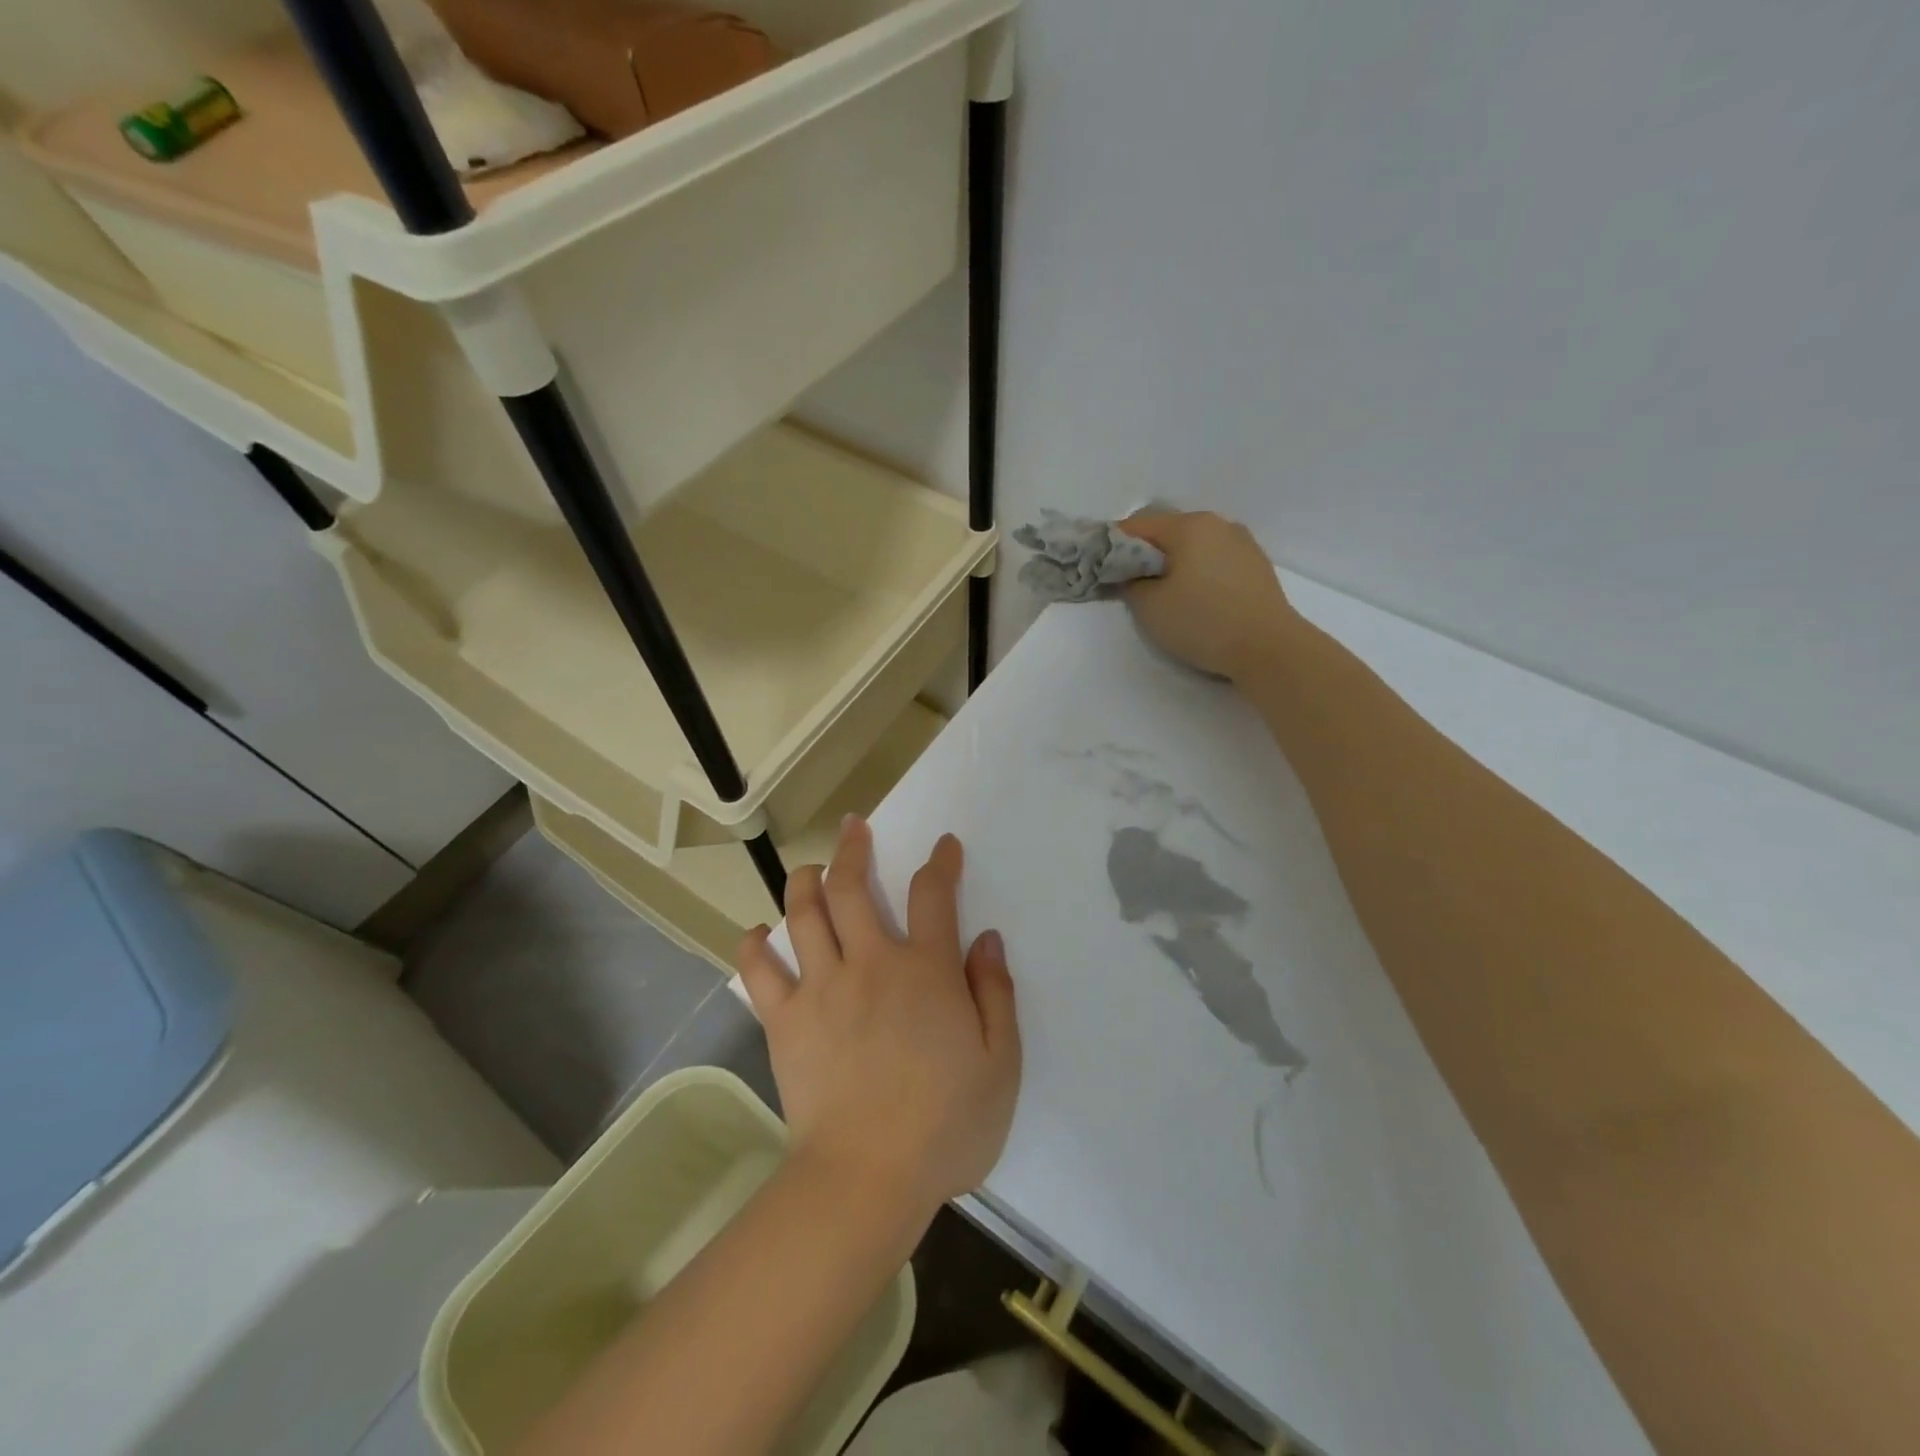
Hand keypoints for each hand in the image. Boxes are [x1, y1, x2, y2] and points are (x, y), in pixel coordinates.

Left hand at [736, 817, 1020, 1218]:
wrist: (867, 1177)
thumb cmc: (945, 1124)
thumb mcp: (999, 1062)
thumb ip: (995, 993)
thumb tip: (986, 939)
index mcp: (925, 970)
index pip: (933, 895)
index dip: (940, 863)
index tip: (943, 846)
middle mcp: (870, 963)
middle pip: (853, 887)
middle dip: (854, 849)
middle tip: (854, 827)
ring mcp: (821, 987)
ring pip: (804, 915)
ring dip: (804, 882)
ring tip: (808, 869)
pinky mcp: (785, 1020)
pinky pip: (760, 972)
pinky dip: (754, 947)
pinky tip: (756, 934)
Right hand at [1119, 511, 1298, 680]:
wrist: (1268, 648)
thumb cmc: (1203, 622)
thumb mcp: (1149, 607)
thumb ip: (1131, 583)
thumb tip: (1131, 574)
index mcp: (1189, 526)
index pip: (1137, 525)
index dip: (1112, 545)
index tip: (1100, 567)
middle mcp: (1217, 524)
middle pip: (1168, 531)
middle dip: (1145, 553)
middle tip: (1130, 583)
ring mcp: (1242, 543)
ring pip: (1194, 545)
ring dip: (1174, 562)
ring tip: (1165, 593)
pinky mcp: (1256, 565)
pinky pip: (1215, 559)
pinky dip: (1198, 571)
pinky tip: (1196, 598)